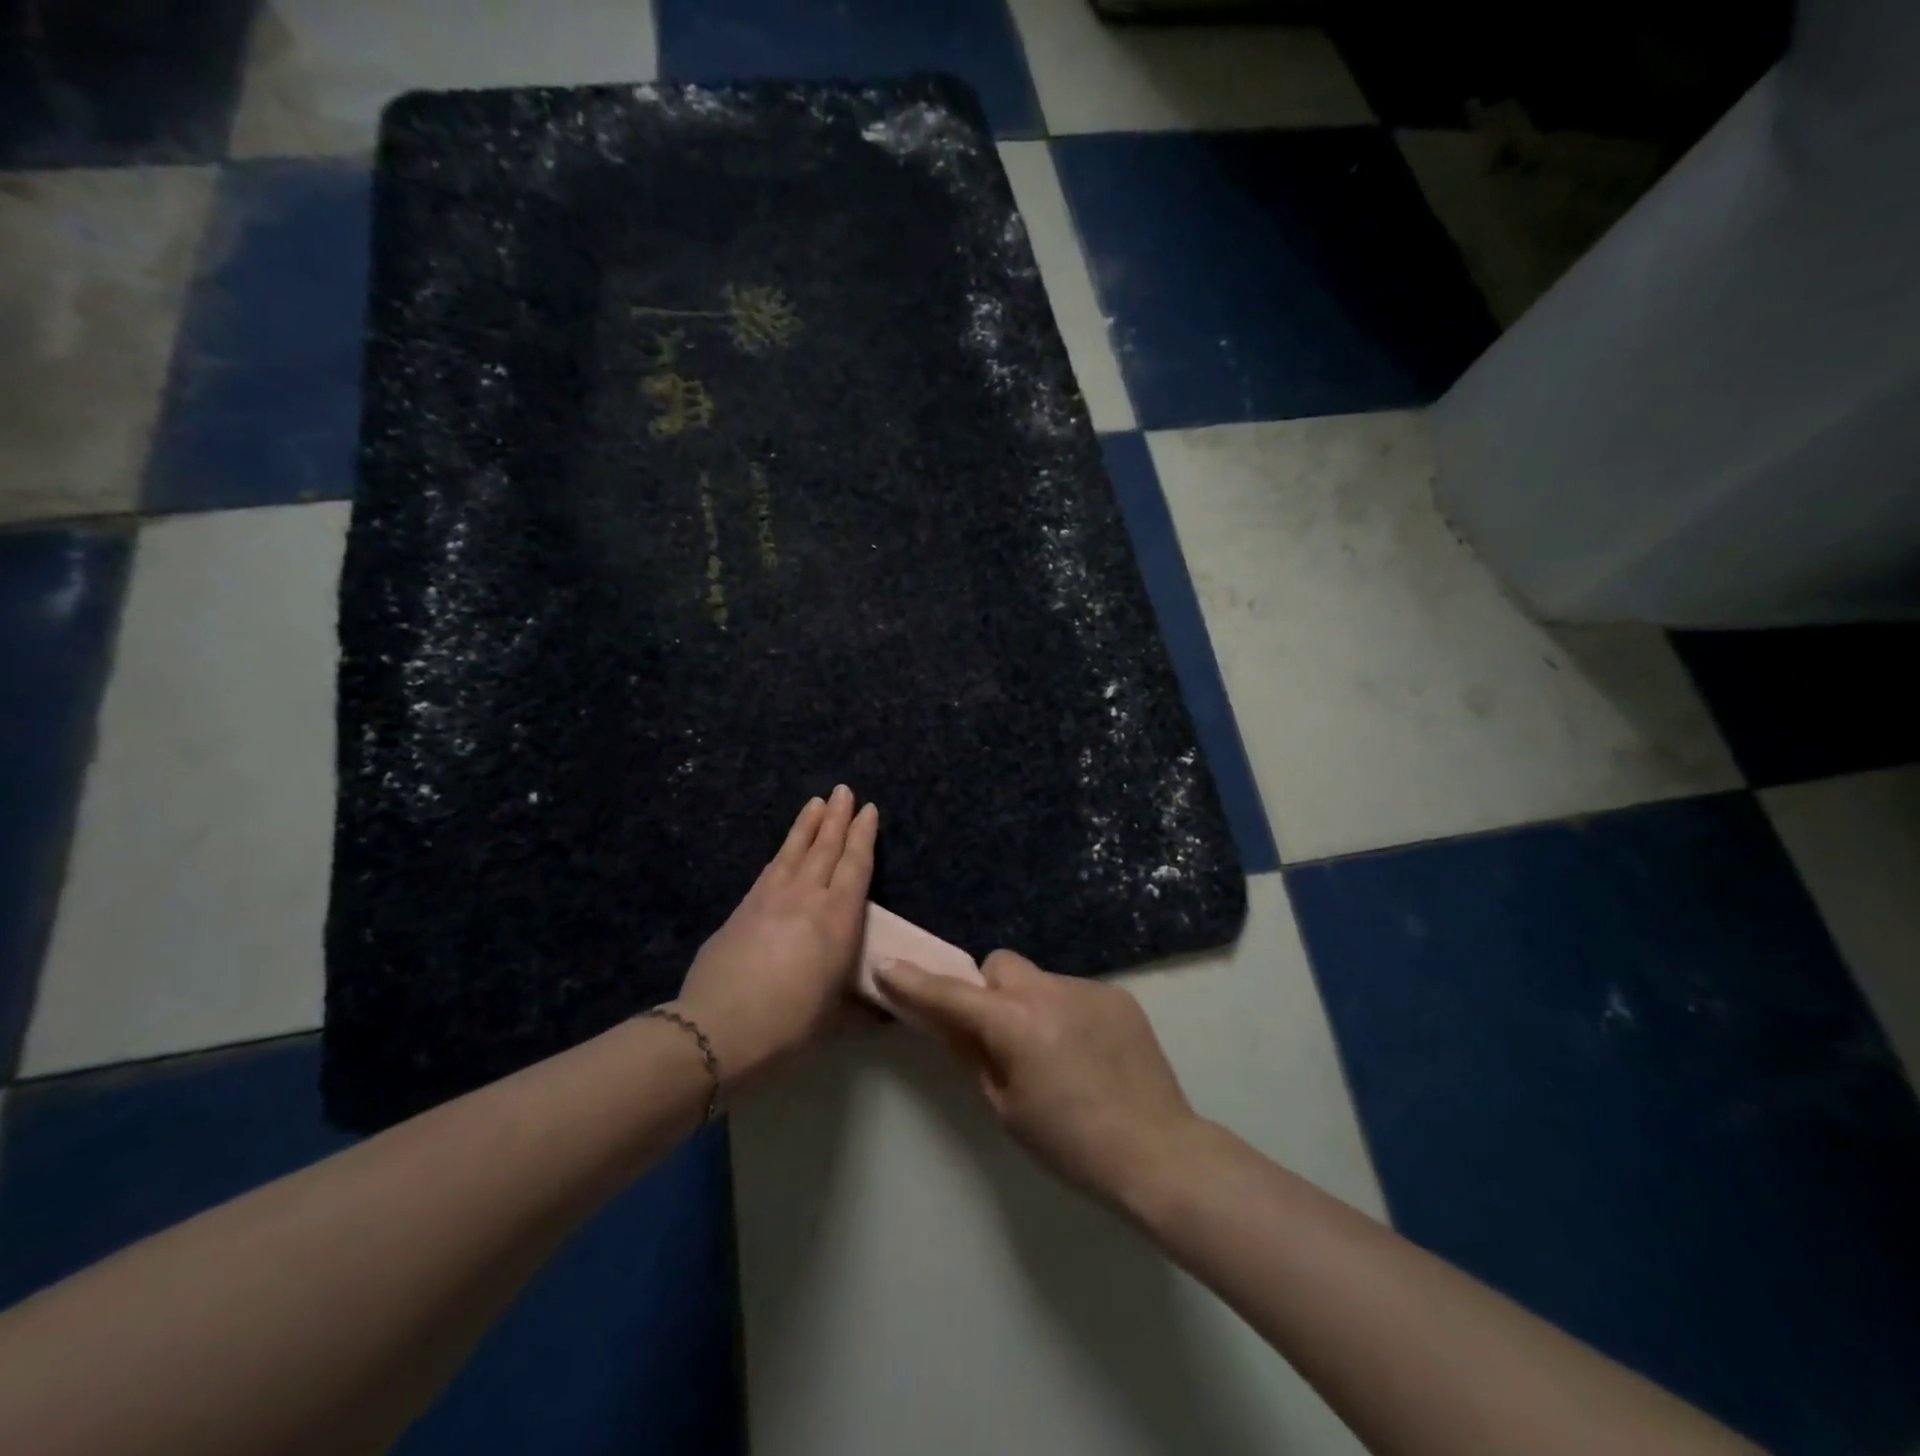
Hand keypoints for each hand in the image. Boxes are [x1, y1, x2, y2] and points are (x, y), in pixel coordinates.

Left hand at [674, 786, 876, 1088]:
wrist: (720, 1028)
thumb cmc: (790, 1025)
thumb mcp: (836, 1018)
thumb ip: (860, 1008)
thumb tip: (886, 1015)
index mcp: (838, 919)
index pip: (856, 866)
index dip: (863, 836)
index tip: (868, 809)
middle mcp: (807, 898)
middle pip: (825, 848)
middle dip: (837, 818)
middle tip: (843, 790)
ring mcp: (771, 898)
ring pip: (794, 851)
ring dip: (808, 825)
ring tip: (816, 802)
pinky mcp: (743, 908)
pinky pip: (769, 870)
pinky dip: (782, 853)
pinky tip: (783, 849)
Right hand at [875, 951, 1202, 1206]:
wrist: (1157, 1152)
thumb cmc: (1070, 1143)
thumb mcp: (1007, 1107)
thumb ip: (973, 1054)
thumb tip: (947, 1022)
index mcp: (1015, 1022)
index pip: (951, 994)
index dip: (916, 982)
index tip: (888, 967)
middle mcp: (1049, 990)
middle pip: (1000, 966)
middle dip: (990, 991)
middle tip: (1002, 1035)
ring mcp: (1087, 988)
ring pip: (1039, 980)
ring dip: (1032, 1003)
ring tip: (1056, 1053)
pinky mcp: (1117, 995)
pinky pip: (1073, 992)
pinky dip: (1066, 1012)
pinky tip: (1087, 1054)